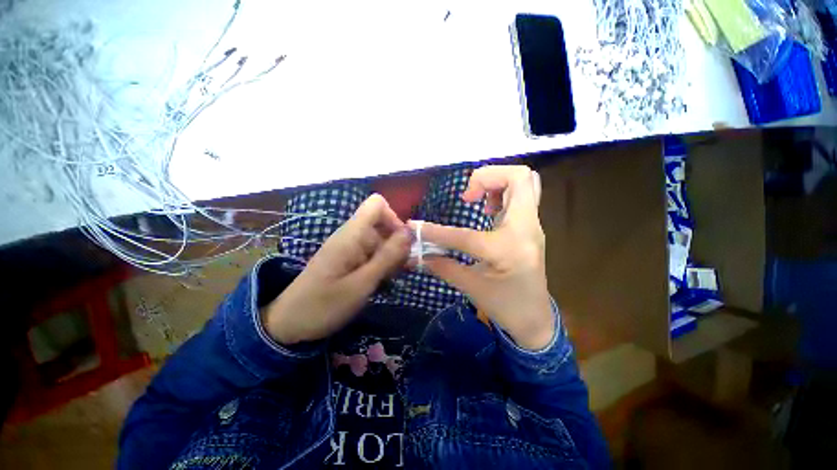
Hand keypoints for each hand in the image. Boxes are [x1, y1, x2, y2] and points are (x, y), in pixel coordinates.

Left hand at [264, 194, 410, 343]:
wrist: (290, 324)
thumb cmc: (324, 305)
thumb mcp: (362, 284)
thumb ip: (387, 257)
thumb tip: (409, 232)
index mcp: (352, 235)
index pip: (377, 205)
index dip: (394, 218)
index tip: (402, 244)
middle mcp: (352, 236)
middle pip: (383, 225)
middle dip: (397, 245)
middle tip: (399, 270)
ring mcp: (350, 248)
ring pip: (381, 242)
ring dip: (391, 258)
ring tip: (389, 280)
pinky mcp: (349, 260)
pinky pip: (373, 254)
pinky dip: (382, 266)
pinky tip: (381, 284)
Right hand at [416, 166, 554, 349]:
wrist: (536, 319)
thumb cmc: (505, 306)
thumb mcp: (471, 288)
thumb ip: (442, 266)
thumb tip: (417, 254)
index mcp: (508, 249)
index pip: (464, 233)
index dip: (435, 231)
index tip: (416, 226)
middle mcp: (526, 229)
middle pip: (518, 177)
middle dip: (487, 177)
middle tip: (467, 195)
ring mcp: (532, 225)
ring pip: (525, 182)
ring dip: (497, 182)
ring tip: (478, 200)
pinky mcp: (531, 227)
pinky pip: (524, 195)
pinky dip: (503, 192)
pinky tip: (488, 210)